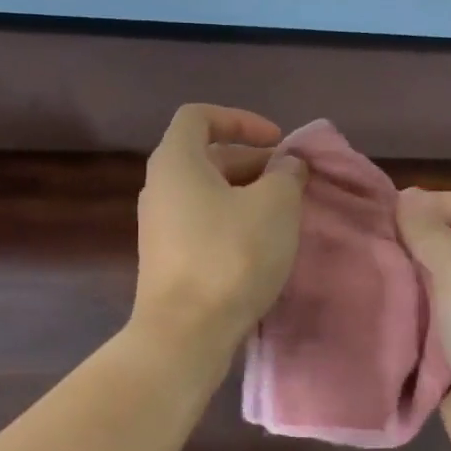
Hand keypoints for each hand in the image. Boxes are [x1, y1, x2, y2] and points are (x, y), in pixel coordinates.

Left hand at [131, 105, 308, 365]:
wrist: (186, 333)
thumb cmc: (231, 256)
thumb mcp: (275, 205)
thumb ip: (286, 175)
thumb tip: (287, 166)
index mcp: (175, 161)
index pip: (199, 117)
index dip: (240, 119)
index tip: (277, 141)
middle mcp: (159, 188)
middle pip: (206, 158)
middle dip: (253, 162)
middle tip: (292, 182)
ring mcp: (159, 227)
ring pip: (207, 195)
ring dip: (246, 195)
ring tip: (283, 214)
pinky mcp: (167, 260)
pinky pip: (202, 225)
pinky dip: (232, 223)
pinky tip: (261, 245)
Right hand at [396, 188, 450, 450]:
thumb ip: (431, 233)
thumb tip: (407, 196)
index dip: (439, 201)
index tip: (391, 213)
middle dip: (417, 242)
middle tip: (370, 244)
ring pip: (443, 289)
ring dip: (410, 282)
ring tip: (366, 277)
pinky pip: (436, 328)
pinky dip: (412, 320)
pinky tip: (379, 319)